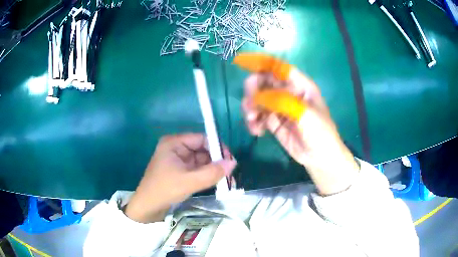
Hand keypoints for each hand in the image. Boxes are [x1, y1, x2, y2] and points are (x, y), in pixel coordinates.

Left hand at [125, 133, 236, 222]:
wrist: (148, 207)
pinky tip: (217, 181)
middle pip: (202, 149)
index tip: (230, 160)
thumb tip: (233, 162)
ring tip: (227, 179)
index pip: (201, 138)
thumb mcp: (189, 181)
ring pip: (201, 160)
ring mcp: (178, 160)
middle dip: (216, 160)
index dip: (216, 147)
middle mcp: (177, 148)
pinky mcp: (180, 171)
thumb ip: (212, 172)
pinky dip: (207, 174)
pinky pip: (198, 169)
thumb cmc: (164, 190)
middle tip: (230, 172)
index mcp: (174, 143)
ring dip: (213, 169)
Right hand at [242, 69, 358, 194]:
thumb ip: (282, 101)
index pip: (279, 68)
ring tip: (253, 120)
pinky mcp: (273, 121)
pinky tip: (257, 131)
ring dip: (251, 107)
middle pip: (264, 82)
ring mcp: (279, 107)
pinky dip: (253, 122)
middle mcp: (288, 93)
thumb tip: (257, 96)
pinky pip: (257, 116)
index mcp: (299, 85)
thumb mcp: (305, 114)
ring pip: (257, 99)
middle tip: (251, 103)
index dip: (262, 64)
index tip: (242, 63)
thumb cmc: (320, 132)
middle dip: (253, 90)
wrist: (319, 157)